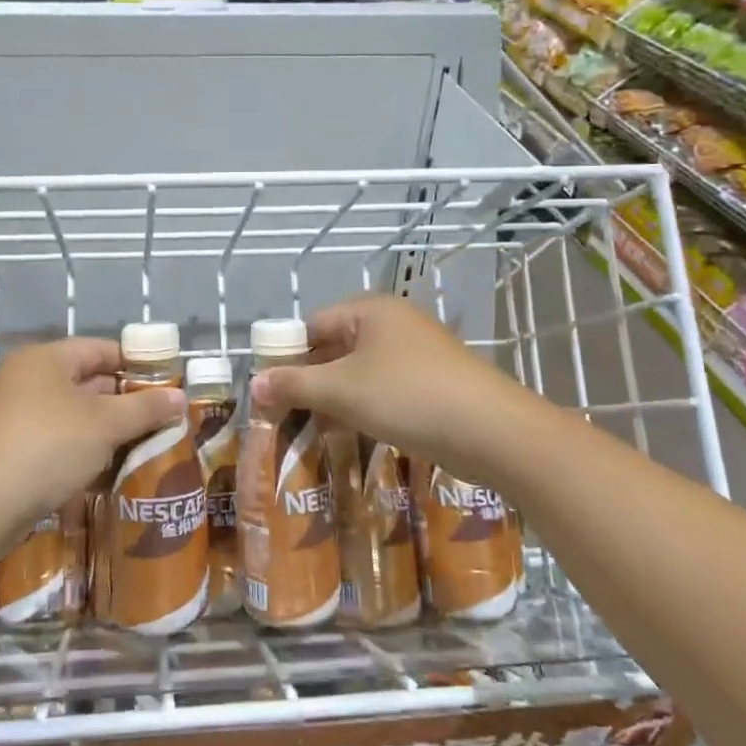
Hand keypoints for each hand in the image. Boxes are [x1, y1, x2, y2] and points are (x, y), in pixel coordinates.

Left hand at [0, 339, 183, 547]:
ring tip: (145, 448)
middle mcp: (26, 381)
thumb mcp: (104, 424)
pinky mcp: (9, 455)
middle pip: (86, 382)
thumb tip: (180, 397)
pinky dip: (83, 454)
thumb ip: (144, 409)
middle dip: (124, 402)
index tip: (167, 384)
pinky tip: (109, 472)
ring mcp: (14, 419)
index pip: (100, 349)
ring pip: (72, 418)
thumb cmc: (47, 445)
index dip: (135, 363)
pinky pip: (56, 445)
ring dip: (106, 432)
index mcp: (46, 359)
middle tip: (162, 420)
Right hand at [249, 296, 524, 470]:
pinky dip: (365, 407)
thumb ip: (293, 385)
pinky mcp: (433, 381)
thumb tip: (253, 385)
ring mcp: (416, 352)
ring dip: (335, 399)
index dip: (285, 357)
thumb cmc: (407, 397)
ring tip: (314, 431)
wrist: (492, 431)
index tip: (268, 393)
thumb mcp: (341, 391)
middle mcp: (392, 323)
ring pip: (359, 371)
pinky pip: (384, 387)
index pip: (311, 326)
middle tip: (286, 417)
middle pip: (334, 347)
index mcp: (369, 310)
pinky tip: (354, 434)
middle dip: (309, 382)